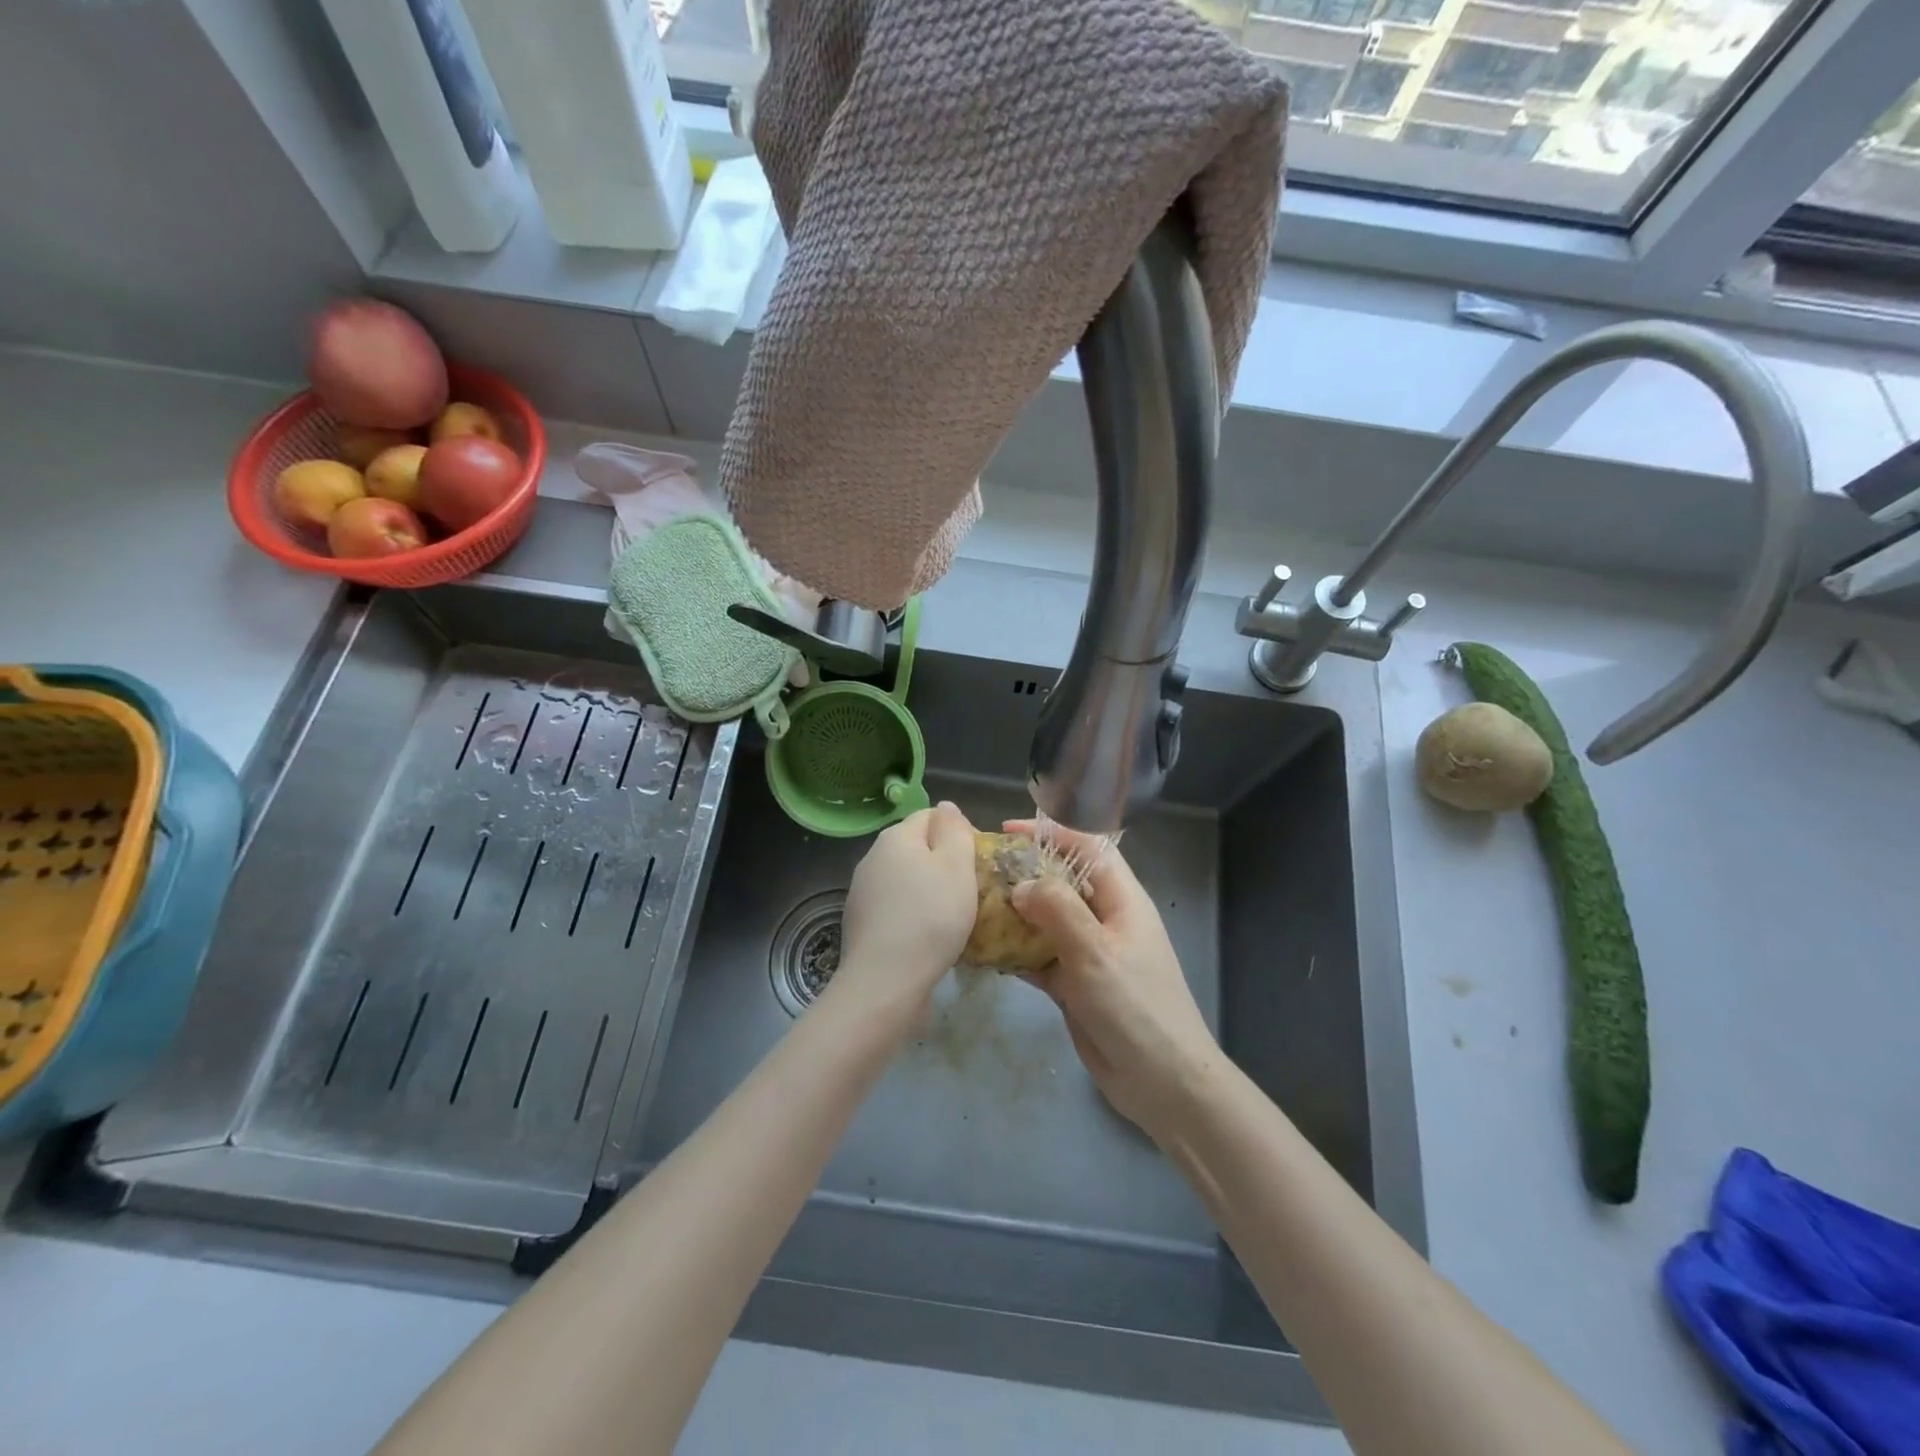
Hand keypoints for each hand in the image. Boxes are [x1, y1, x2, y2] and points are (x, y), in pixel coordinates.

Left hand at [831, 802, 977, 1021]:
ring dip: (927, 890)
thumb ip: (954, 830)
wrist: (884, 982)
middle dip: (943, 863)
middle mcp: (873, 856)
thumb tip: (946, 807)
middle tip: (970, 891)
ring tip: (951, 917)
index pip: (931, 816)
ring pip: (905, 878)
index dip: (958, 833)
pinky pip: (894, 907)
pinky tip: (927, 938)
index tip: (977, 863)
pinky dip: (912, 914)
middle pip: (916, 847)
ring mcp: (862, 891)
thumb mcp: (956, 866)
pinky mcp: (860, 922)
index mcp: (896, 836)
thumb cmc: (930, 918)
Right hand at [1005, 820, 1224, 1140]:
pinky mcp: (1074, 984)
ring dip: (1013, 913)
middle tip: (979, 871)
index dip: (1051, 833)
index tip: (1007, 832)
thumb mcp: (1095, 952)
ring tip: (972, 905)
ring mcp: (1088, 952)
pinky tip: (982, 950)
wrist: (1162, 1083)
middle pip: (1061, 881)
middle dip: (1023, 872)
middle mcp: (1104, 919)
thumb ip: (1057, 910)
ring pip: (1045, 919)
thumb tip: (1020, 885)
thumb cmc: (1135, 1007)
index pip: (1086, 848)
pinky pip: (1039, 956)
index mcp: (1121, 900)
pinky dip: (1014, 951)